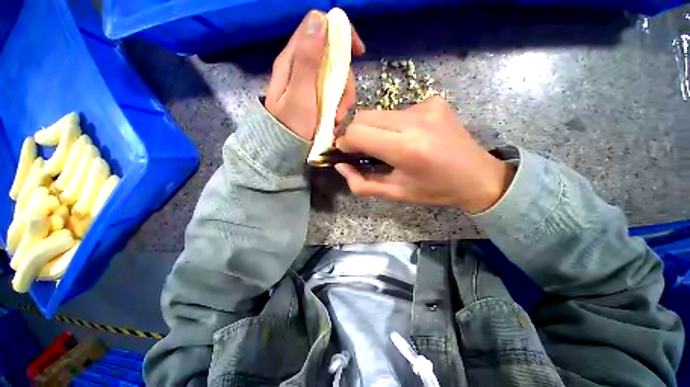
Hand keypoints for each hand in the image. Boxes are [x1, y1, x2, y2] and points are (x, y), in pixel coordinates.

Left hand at [265, 10, 364, 140]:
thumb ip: (307, 61)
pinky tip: (334, 120)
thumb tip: (320, 21)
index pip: (317, 25)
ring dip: (343, 98)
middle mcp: (302, 66)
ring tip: (336, 118)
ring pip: (337, 77)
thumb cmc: (292, 126)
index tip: (357, 52)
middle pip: (333, 56)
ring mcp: (311, 83)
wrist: (286, 150)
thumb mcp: (299, 95)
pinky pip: (336, 94)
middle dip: (344, 79)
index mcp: (293, 59)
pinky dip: (340, 107)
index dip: (340, 32)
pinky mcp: (318, 97)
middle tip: (342, 104)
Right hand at [335, 97, 515, 212]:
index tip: (346, 153)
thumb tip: (340, 166)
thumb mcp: (395, 193)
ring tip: (386, 146)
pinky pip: (398, 111)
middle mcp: (415, 120)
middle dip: (355, 134)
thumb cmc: (434, 190)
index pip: (357, 132)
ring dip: (373, 129)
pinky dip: (392, 125)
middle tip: (361, 151)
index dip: (345, 142)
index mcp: (406, 148)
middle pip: (363, 116)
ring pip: (378, 113)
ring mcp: (426, 106)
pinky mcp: (433, 101)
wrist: (478, 176)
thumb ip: (361, 183)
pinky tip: (407, 137)